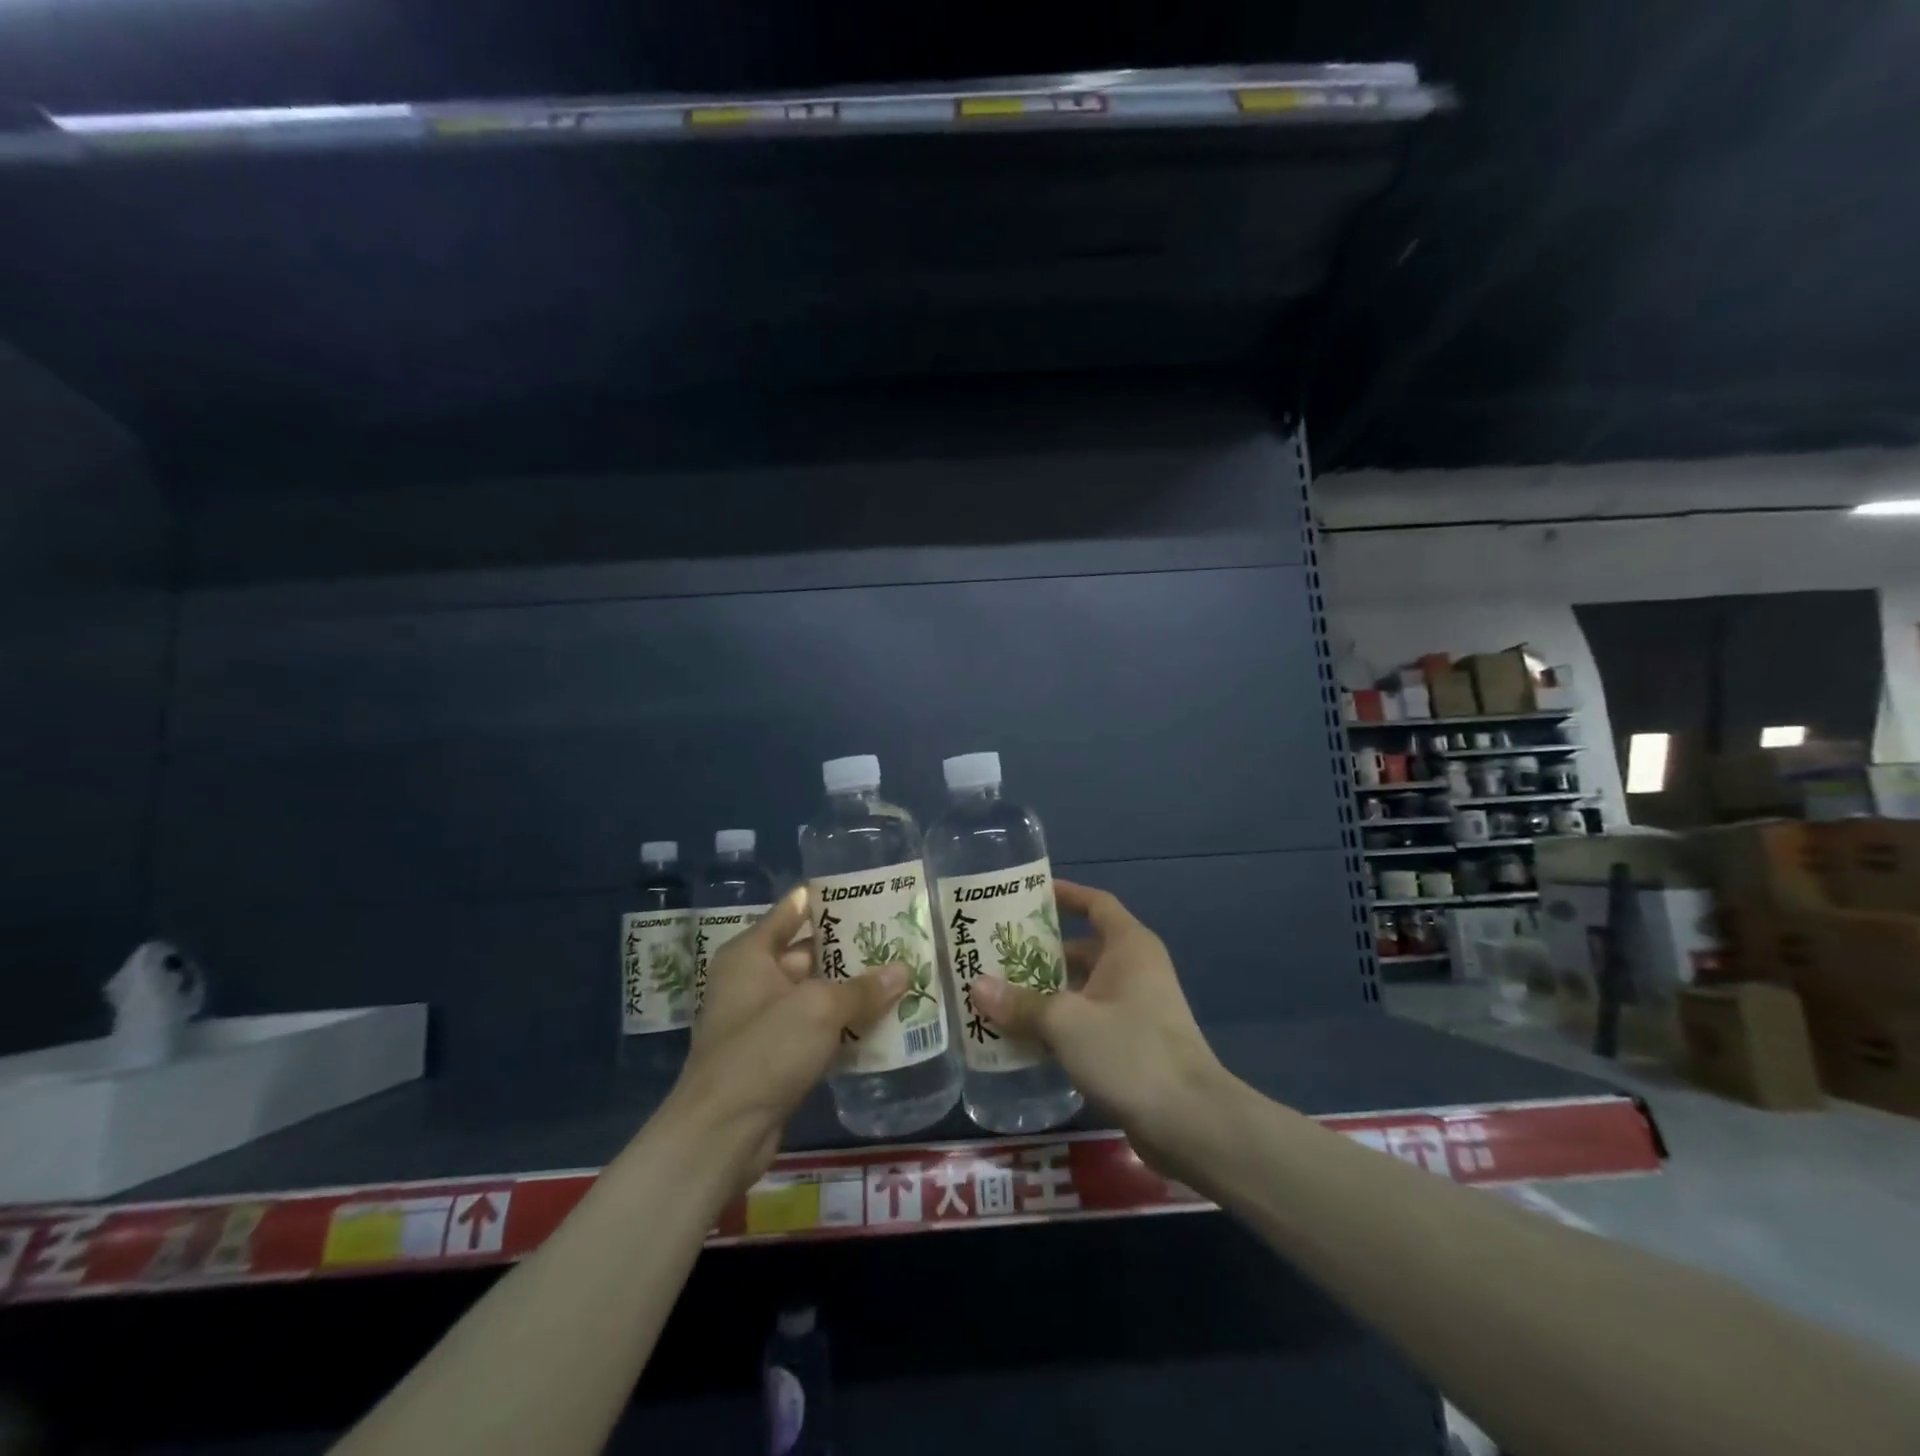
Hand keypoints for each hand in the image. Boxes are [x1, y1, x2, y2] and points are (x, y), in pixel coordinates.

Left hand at [666, 887, 905, 1190]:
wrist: (722, 1133)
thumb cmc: (764, 1050)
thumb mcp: (819, 1009)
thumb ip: (863, 988)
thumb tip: (903, 969)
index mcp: (751, 954)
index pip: (792, 910)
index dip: (828, 898)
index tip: (868, 891)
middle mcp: (754, 979)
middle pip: (809, 952)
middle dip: (851, 948)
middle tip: (899, 937)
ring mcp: (765, 1020)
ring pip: (817, 993)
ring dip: (853, 990)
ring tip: (901, 975)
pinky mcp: (777, 1055)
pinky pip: (817, 1028)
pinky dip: (844, 1025)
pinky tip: (884, 1021)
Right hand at [970, 880, 1228, 1172]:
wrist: (1192, 1123)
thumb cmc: (1130, 1051)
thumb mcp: (1067, 1022)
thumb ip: (1020, 1003)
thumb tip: (975, 985)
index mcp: (1128, 946)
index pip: (1095, 903)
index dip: (1065, 894)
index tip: (1027, 895)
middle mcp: (1134, 970)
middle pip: (1081, 949)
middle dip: (1040, 953)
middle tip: (994, 955)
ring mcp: (1136, 1008)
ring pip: (1081, 989)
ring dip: (1045, 993)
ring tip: (998, 997)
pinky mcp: (1132, 1044)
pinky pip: (1087, 1021)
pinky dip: (1059, 1025)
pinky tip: (1023, 1038)